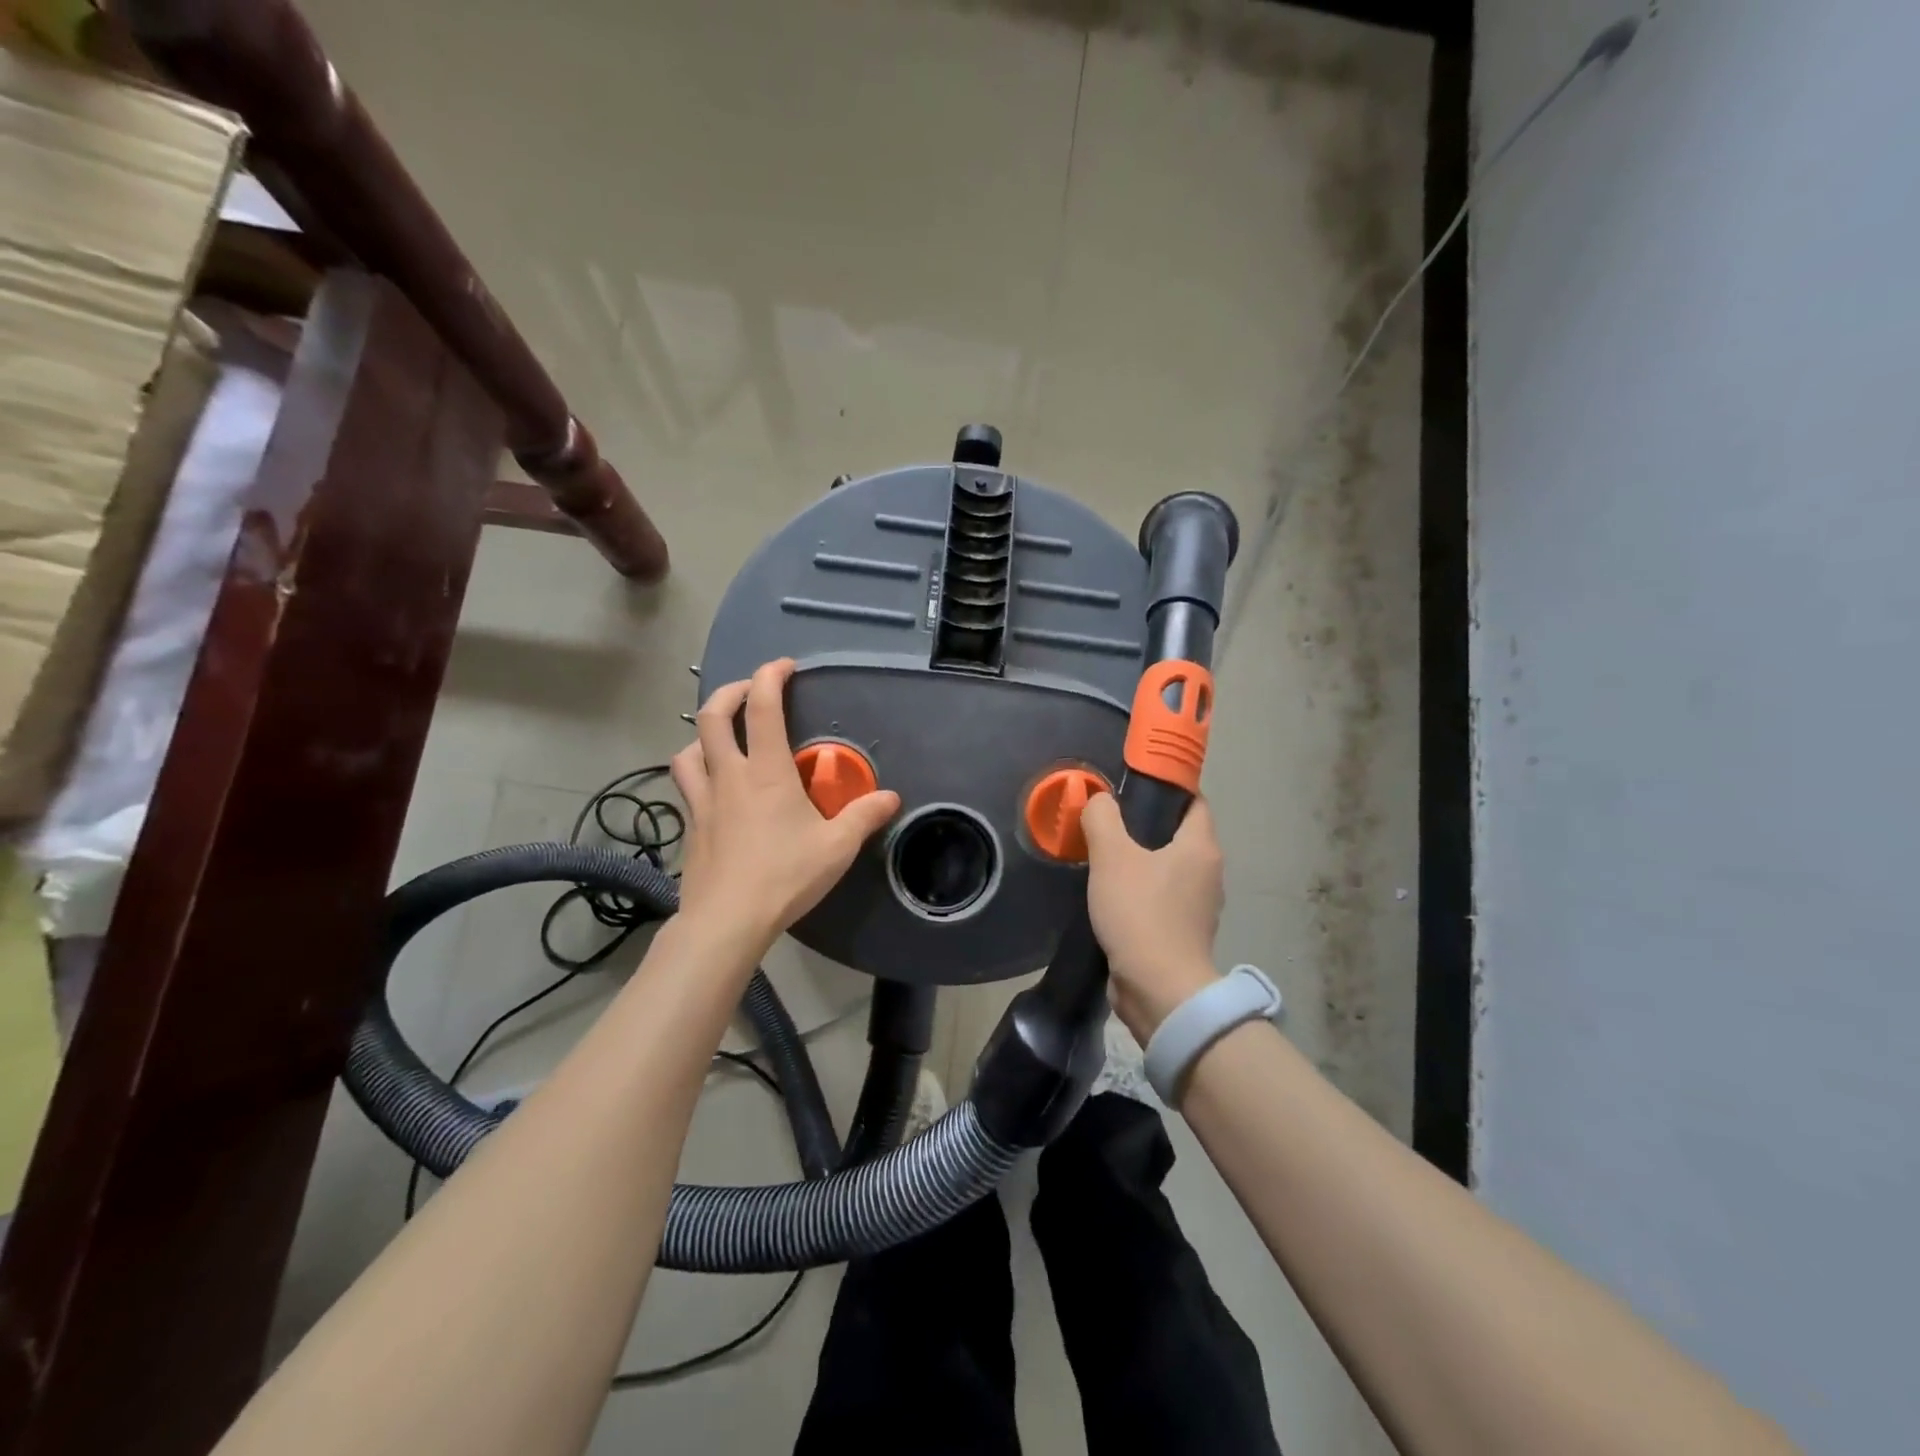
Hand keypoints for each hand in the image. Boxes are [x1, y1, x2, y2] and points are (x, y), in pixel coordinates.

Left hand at [671, 659, 900, 955]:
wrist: (726, 921)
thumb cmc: (784, 876)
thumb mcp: (837, 847)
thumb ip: (864, 816)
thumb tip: (892, 797)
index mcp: (766, 772)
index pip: (761, 707)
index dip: (770, 676)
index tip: (785, 666)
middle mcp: (729, 776)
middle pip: (712, 716)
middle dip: (730, 691)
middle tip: (750, 690)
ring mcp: (702, 801)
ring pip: (687, 749)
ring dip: (703, 733)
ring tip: (722, 739)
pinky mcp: (690, 826)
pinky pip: (686, 785)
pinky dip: (696, 772)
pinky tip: (713, 789)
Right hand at [1082, 792, 1224, 1040]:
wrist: (1159, 989)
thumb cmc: (1140, 913)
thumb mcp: (1112, 856)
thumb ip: (1102, 818)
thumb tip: (1099, 800)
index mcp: (1201, 848)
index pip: (1194, 802)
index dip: (1167, 790)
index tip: (1131, 789)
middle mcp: (1208, 873)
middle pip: (1179, 835)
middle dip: (1145, 826)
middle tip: (1107, 823)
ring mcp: (1198, 907)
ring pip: (1169, 869)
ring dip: (1141, 862)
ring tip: (1103, 859)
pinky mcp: (1183, 933)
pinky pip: (1162, 899)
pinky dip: (1141, 892)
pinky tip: (1112, 896)